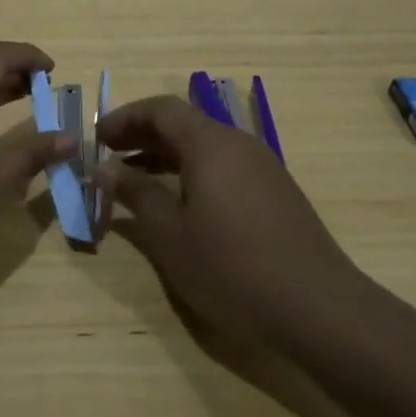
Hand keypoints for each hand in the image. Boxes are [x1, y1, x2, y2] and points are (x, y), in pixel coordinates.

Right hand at [96, 95, 366, 344]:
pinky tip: (180, 205)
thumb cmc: (231, 266)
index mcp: (210, 143)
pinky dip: (192, 173)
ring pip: (205, 146)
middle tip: (109, 157)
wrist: (318, 307)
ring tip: (135, 181)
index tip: (97, 139)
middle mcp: (238, 144)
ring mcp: (262, 167)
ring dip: (166, 156)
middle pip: (184, 123)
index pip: (161, 109)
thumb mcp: (170, 233)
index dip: (125, 118)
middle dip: (142, 135)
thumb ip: (135, 193)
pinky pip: (224, 167)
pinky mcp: (276, 192)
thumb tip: (104, 168)